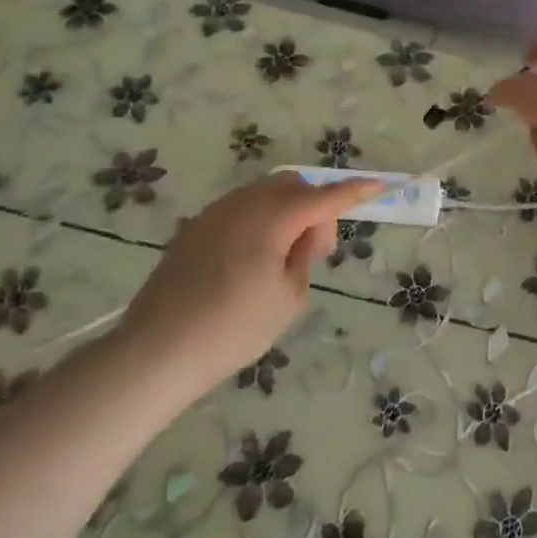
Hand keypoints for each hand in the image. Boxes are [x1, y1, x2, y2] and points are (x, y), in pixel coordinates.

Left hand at [120, 173, 382, 390]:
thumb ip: (304, 256)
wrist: (155, 352)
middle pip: (293, 185)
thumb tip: (303, 235)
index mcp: (271, 219)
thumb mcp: (288, 298)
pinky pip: (241, 208)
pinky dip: (262, 219)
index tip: (380, 186)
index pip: (325, 197)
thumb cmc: (233, 329)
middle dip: (316, 206)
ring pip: (264, 193)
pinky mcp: (193, 229)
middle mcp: (242, 205)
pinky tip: (256, 257)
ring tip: (286, 256)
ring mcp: (213, 214)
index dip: (355, 191)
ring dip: (288, 211)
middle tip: (317, 249)